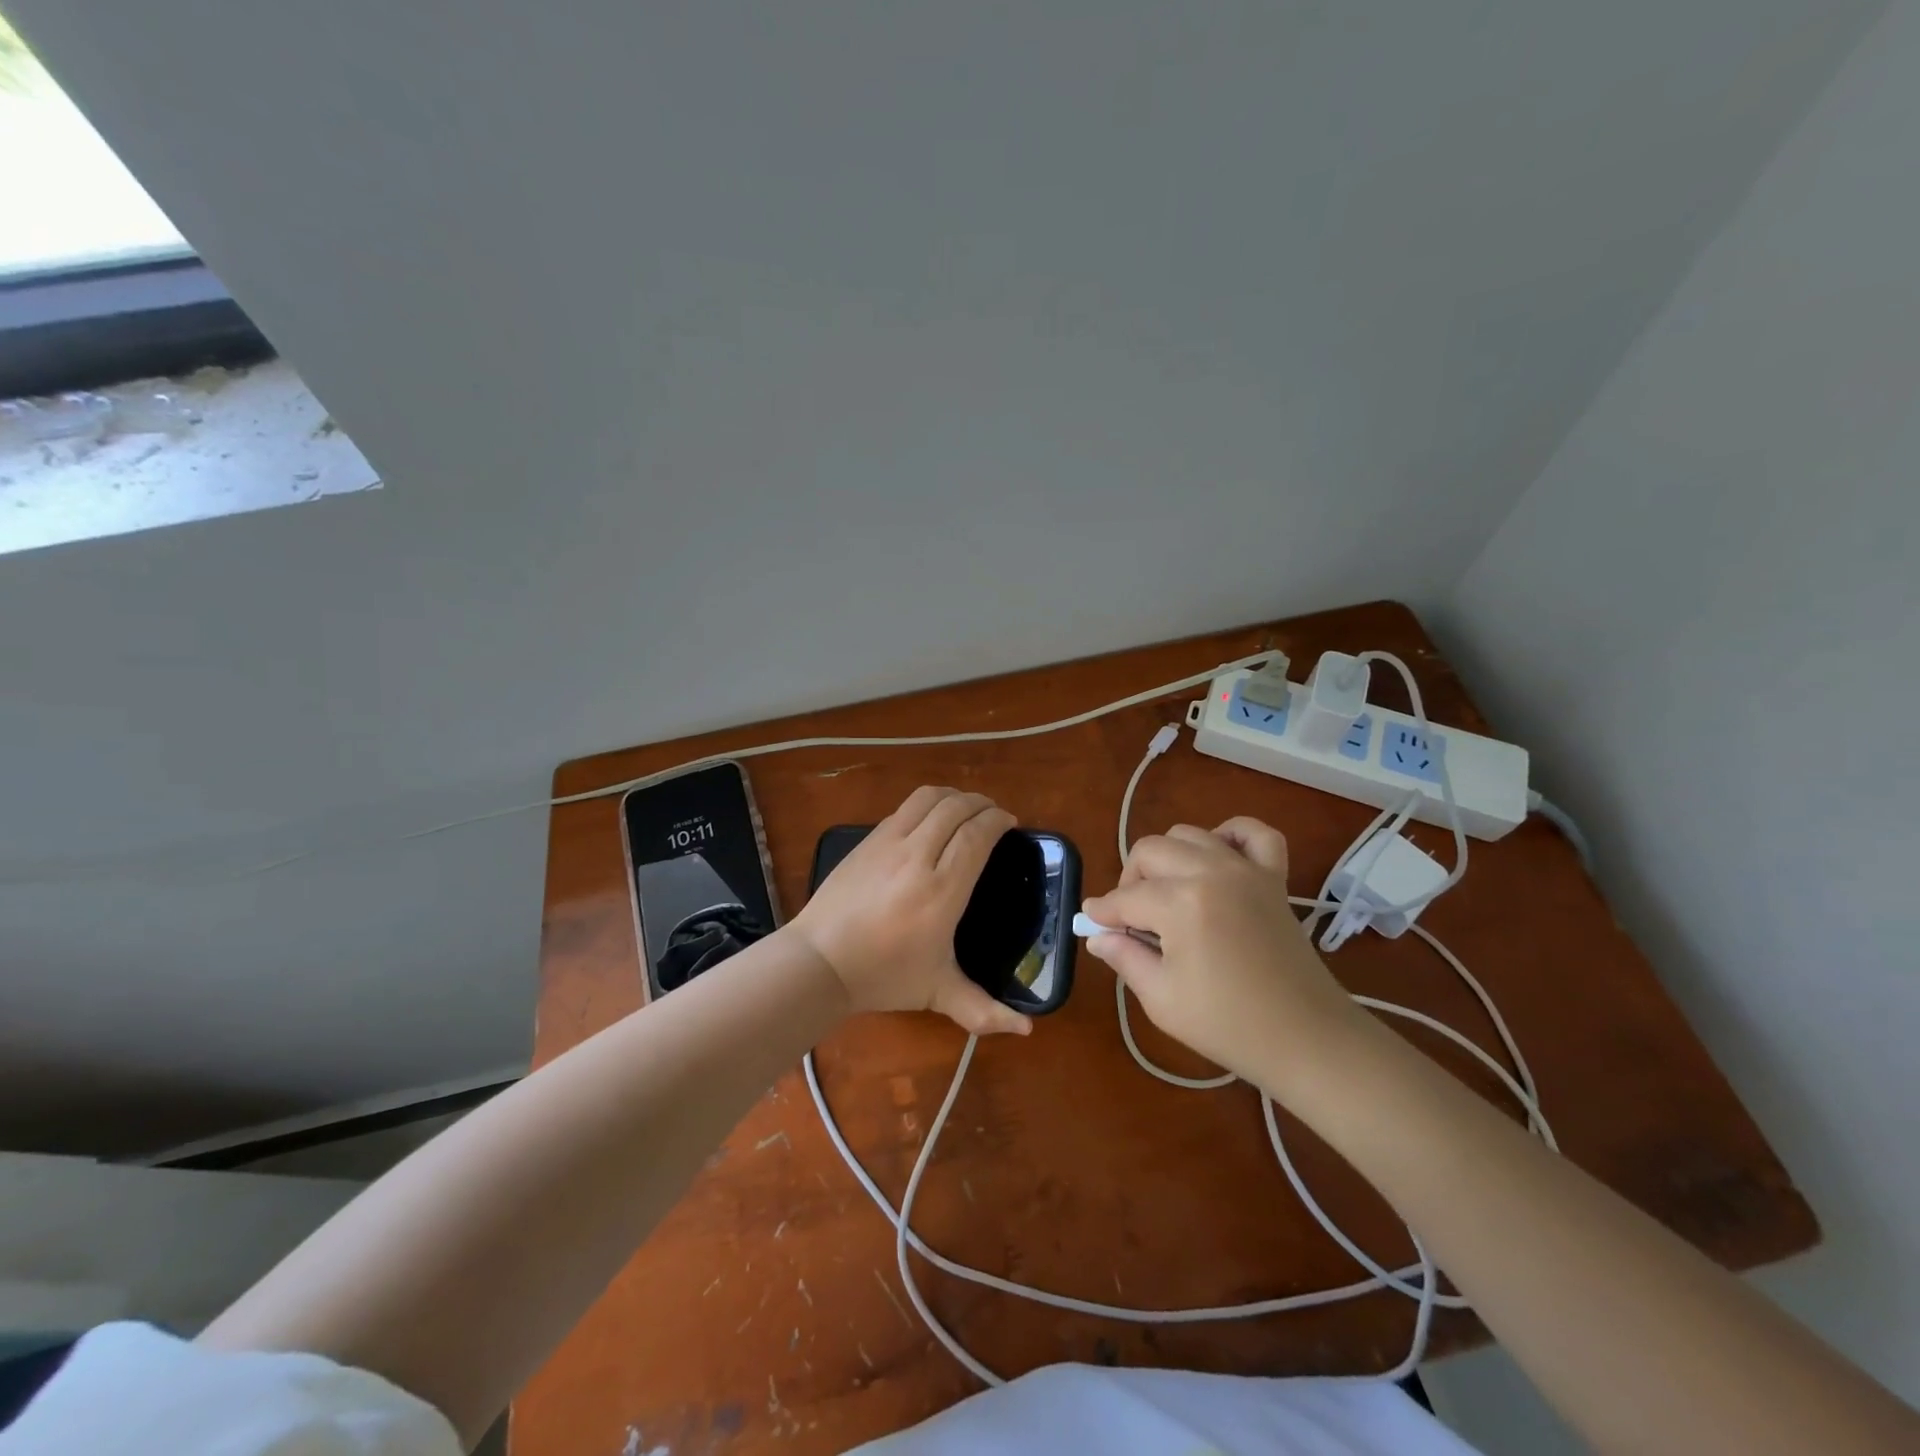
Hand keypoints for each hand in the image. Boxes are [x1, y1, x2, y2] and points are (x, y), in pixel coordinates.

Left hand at [789, 786, 1032, 1036]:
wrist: (820, 961)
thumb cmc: (883, 976)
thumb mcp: (937, 993)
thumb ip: (984, 1010)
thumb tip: (1027, 1031)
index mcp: (942, 890)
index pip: (977, 835)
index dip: (997, 821)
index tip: (1009, 824)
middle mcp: (918, 856)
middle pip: (956, 808)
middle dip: (981, 804)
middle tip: (992, 815)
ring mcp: (888, 842)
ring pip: (928, 799)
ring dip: (954, 797)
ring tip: (965, 809)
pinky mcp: (867, 840)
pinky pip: (904, 808)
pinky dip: (926, 804)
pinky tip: (929, 820)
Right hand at [1082, 818, 1363, 1088]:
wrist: (1307, 1039)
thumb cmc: (1228, 1025)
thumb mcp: (1161, 999)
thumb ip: (1125, 957)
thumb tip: (1098, 935)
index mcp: (1180, 904)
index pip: (1125, 897)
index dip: (1103, 913)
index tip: (1092, 923)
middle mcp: (1211, 872)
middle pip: (1150, 851)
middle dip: (1130, 881)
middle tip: (1131, 919)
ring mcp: (1246, 869)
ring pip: (1189, 835)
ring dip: (1168, 858)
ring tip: (1167, 894)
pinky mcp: (1274, 877)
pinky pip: (1254, 833)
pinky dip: (1231, 835)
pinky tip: (1217, 858)